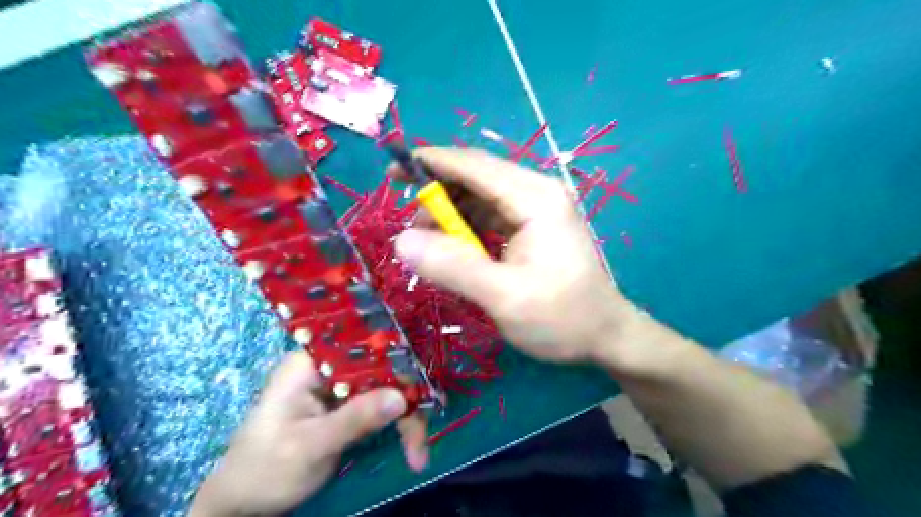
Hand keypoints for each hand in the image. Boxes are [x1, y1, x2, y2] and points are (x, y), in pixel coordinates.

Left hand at [187, 351, 408, 516]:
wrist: (242, 505)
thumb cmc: (265, 470)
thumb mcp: (310, 446)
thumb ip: (355, 419)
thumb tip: (401, 397)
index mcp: (310, 363)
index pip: (362, 348)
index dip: (395, 362)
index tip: (419, 390)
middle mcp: (328, 367)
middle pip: (381, 369)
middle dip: (406, 400)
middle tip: (421, 439)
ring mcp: (338, 386)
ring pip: (386, 388)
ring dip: (406, 418)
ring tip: (418, 452)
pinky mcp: (346, 406)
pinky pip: (381, 404)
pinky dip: (398, 425)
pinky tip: (411, 447)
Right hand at [389, 147, 641, 368]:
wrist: (606, 335)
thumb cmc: (562, 318)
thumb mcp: (504, 297)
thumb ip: (453, 266)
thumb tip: (401, 241)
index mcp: (535, 198)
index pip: (473, 165)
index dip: (430, 163)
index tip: (393, 171)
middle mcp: (537, 192)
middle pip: (475, 177)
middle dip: (438, 196)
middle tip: (412, 231)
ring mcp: (536, 209)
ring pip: (480, 197)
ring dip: (450, 215)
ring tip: (430, 247)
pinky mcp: (533, 226)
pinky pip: (490, 216)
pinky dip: (466, 228)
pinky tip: (455, 250)